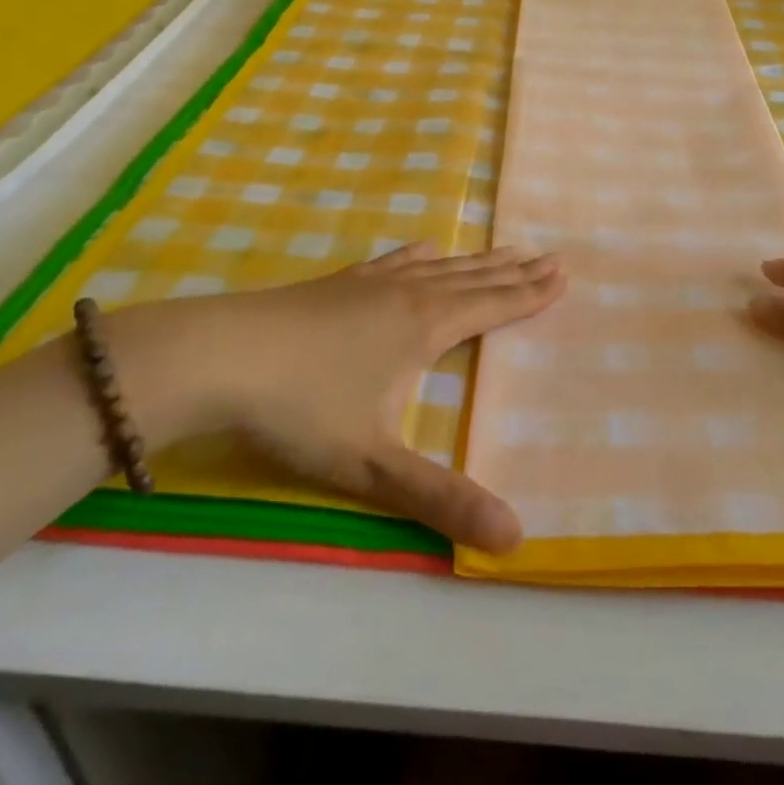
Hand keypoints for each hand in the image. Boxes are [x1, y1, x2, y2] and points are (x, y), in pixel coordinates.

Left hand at [105, 243, 563, 552]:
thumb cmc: (302, 407)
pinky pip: (395, 260)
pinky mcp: (339, 283)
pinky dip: (419, 253)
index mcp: (425, 328)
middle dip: (514, 270)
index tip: (562, 273)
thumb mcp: (373, 465)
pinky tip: (424, 246)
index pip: (492, 306)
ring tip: (504, 248)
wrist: (220, 355)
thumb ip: (440, 500)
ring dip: (476, 259)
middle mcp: (408, 295)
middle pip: (474, 279)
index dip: (530, 293)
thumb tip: (515, 538)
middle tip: (549, 253)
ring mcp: (371, 284)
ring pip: (439, 266)